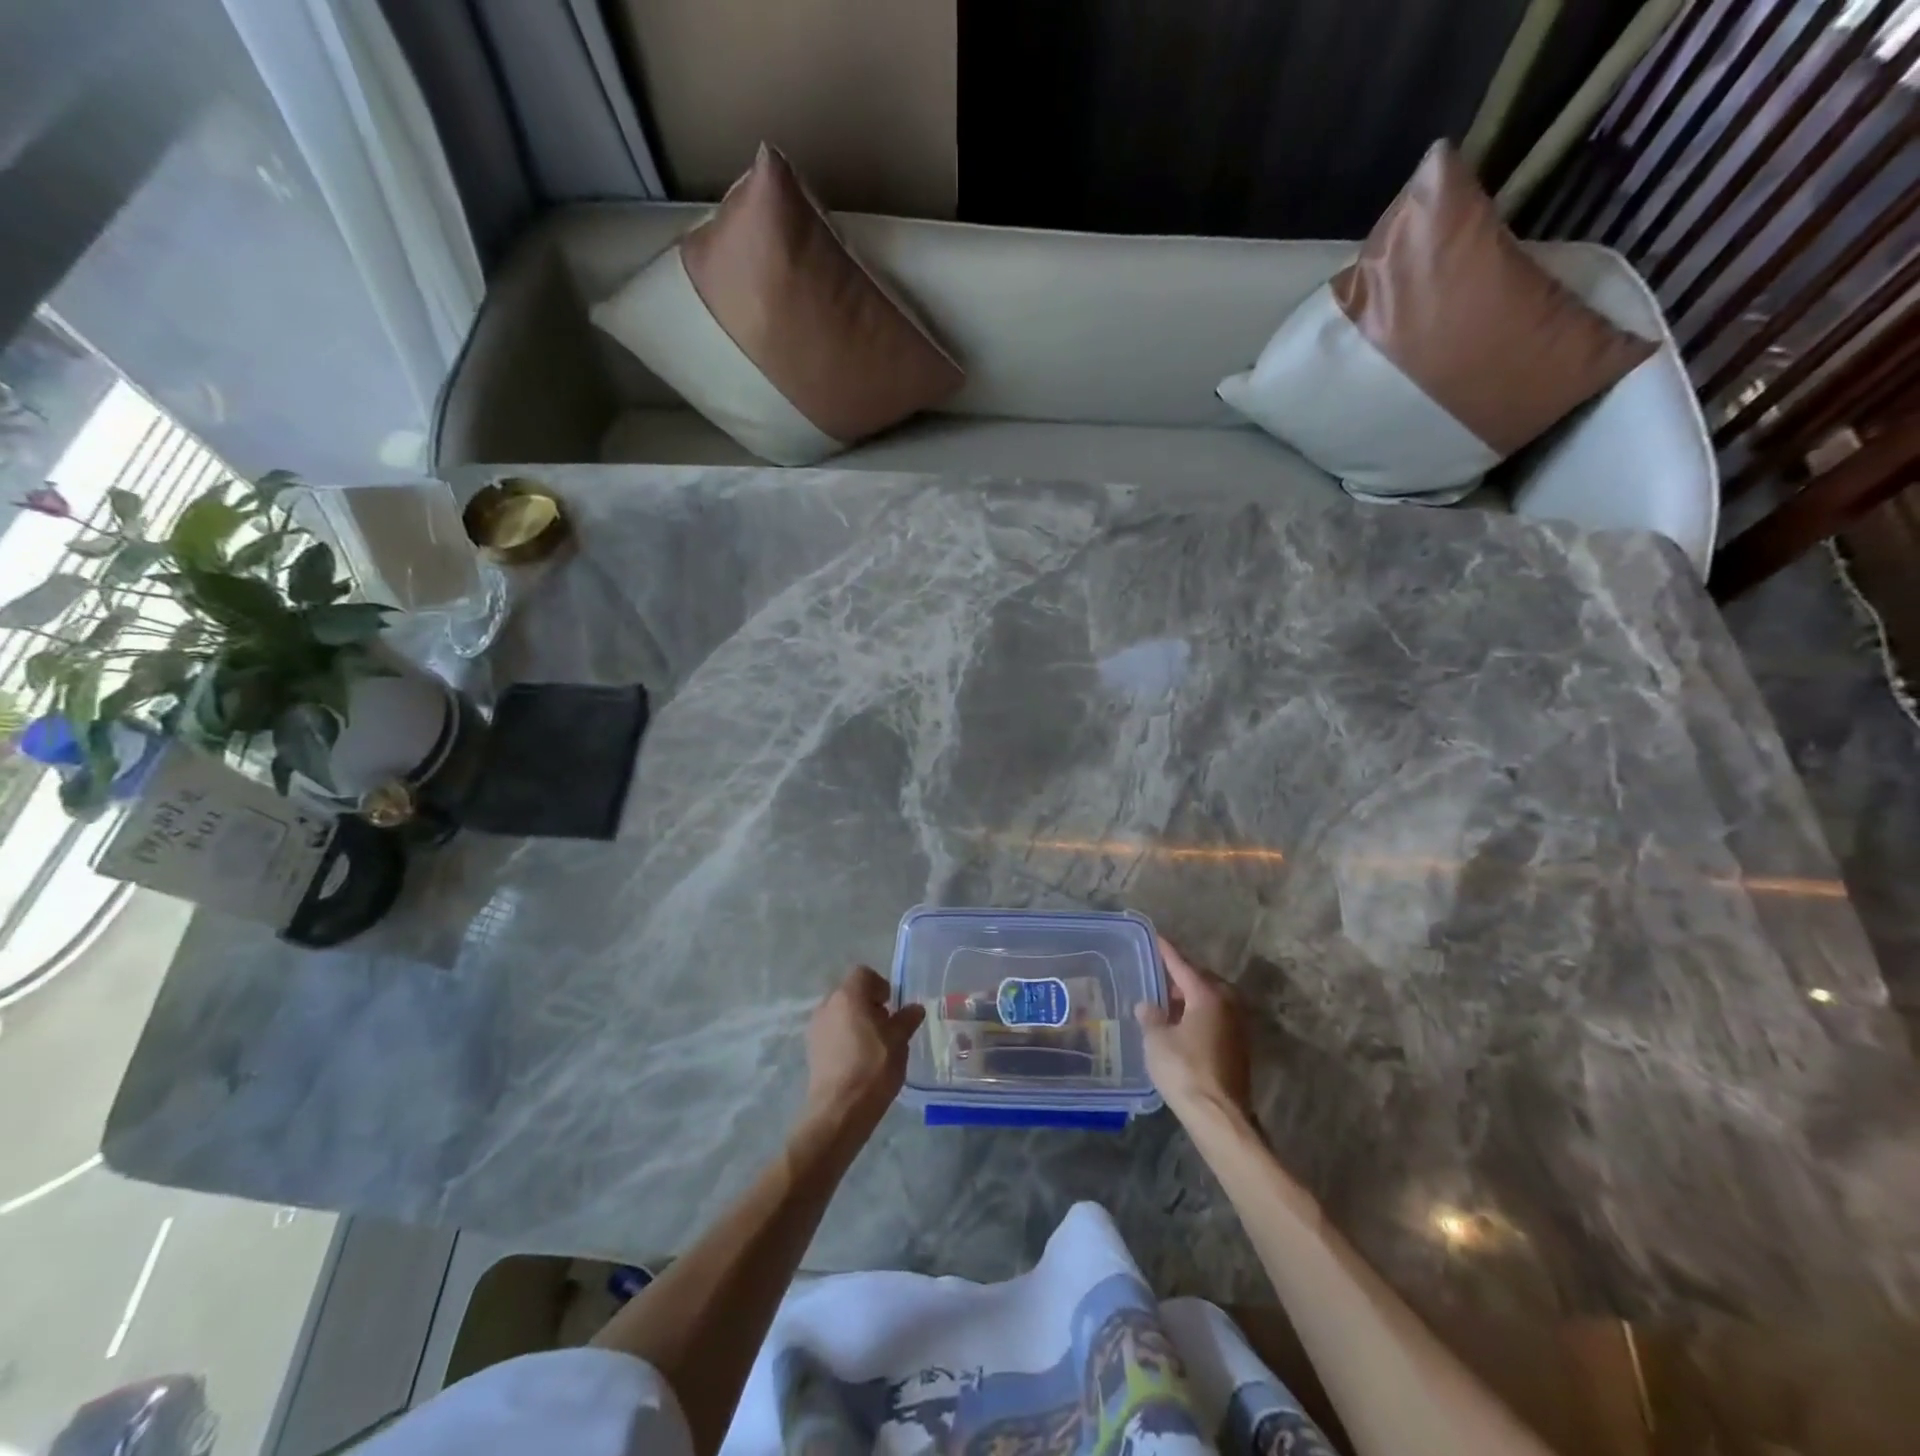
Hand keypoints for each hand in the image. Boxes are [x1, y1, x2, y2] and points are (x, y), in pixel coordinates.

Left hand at [803, 966, 925, 1134]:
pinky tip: (857, 1060)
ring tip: (873, 1046)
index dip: (880, 986)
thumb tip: (915, 1008)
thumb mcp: (899, 1041)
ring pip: (840, 1013)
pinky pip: (831, 1031)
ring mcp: (815, 1027)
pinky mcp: (810, 1048)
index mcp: (848, 995)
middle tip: (886, 1027)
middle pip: (850, 992)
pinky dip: (844, 1037)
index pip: (864, 974)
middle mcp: (827, 1005)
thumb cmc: (873, 1068)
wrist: (839, 1110)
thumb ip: (907, 1020)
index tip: (892, 1007)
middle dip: (869, 1004)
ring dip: (856, 1021)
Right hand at [1136, 937, 1252, 1125]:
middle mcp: (1227, 1004)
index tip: (1155, 936)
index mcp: (1207, 995)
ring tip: (1165, 1000)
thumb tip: (1147, 1006)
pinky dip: (1198, 1014)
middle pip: (1200, 979)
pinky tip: (1179, 1024)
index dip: (1166, 951)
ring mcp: (1236, 1026)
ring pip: (1209, 1000)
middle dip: (1179, 976)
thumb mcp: (1157, 1040)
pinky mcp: (1238, 1046)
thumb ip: (1151, 1017)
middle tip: (1156, 974)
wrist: (1218, 1116)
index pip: (1182, 964)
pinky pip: (1214, 1017)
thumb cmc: (1184, 1070)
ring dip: (1189, 997)